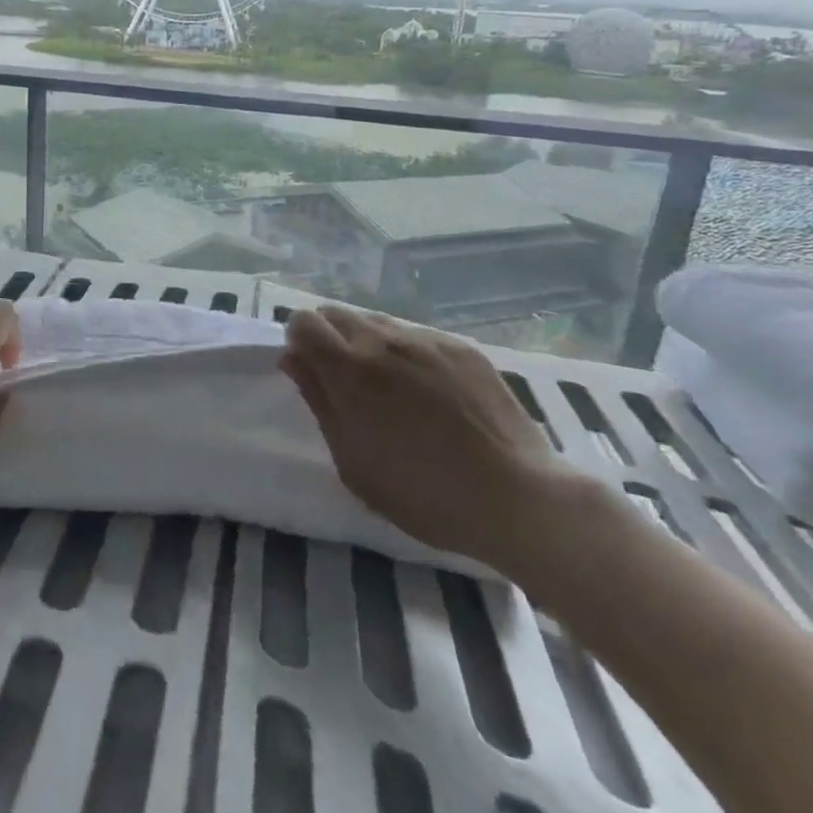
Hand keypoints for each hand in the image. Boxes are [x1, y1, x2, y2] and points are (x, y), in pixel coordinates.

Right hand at [280, 306, 577, 572]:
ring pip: (377, 321)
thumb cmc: (424, 494)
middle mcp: (383, 341)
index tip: (311, 371)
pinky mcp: (461, 347)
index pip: (303, 321)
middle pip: (336, 313)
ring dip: (368, 343)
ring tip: (390, 387)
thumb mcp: (353, 462)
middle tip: (345, 381)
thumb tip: (293, 359)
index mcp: (350, 369)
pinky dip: (408, 353)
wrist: (520, 499)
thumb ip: (319, 402)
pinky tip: (430, 393)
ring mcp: (426, 340)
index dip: (299, 342)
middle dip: (329, 337)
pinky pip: (416, 335)